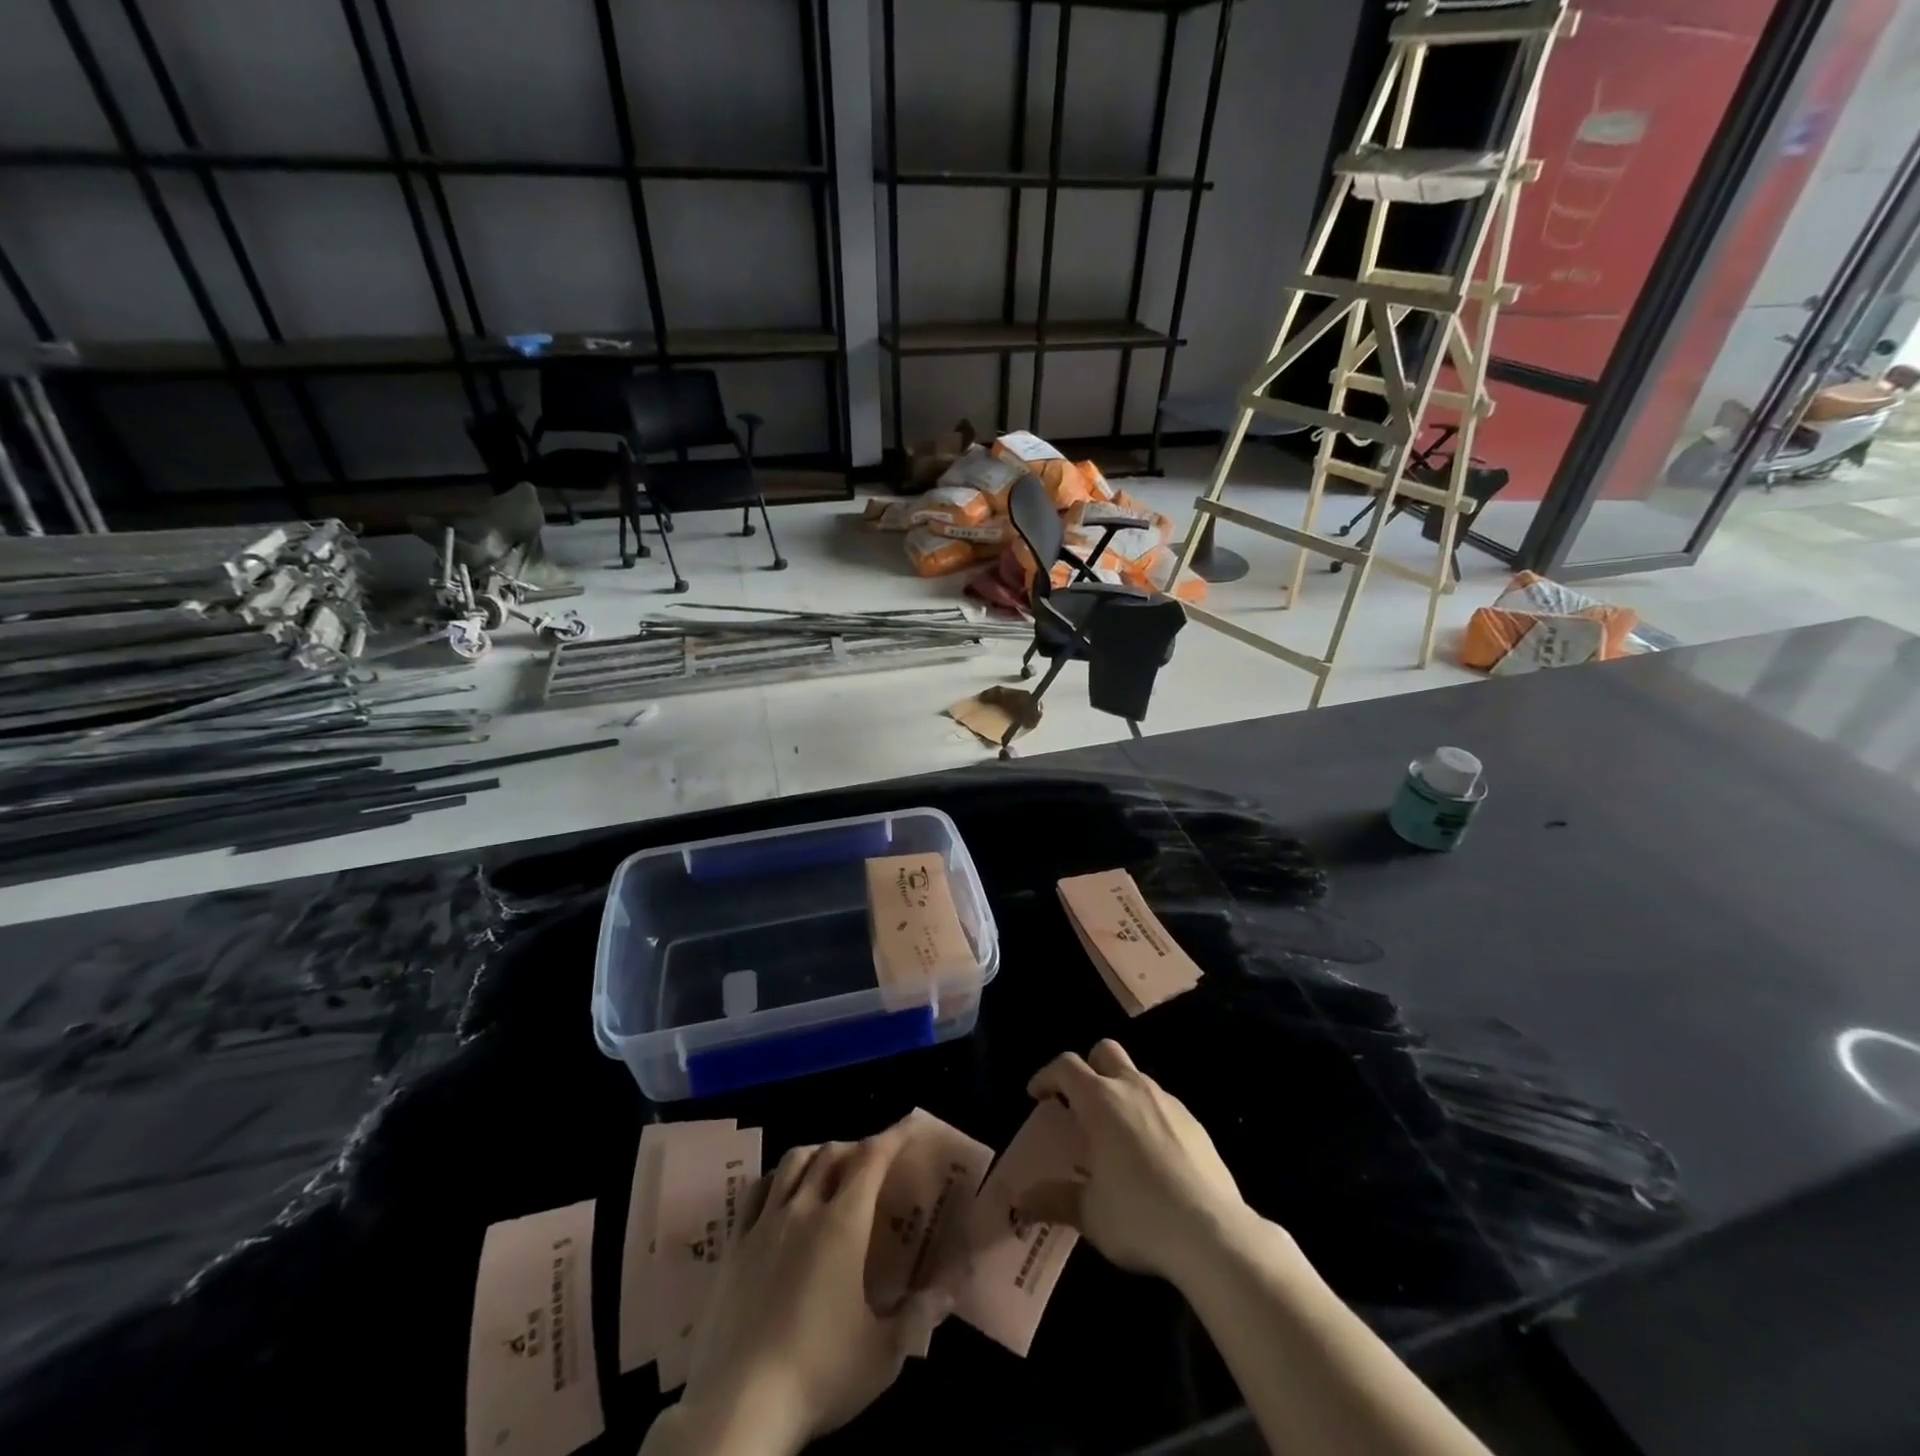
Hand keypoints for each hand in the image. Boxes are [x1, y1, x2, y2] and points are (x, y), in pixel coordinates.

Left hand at [666, 1126, 949, 1455]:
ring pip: (792, 1162)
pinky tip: (781, 1192)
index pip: (871, 1158)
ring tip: (828, 1169)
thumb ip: (920, 1317)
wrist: (738, 1408)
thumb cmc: (819, 1376)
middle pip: (831, 1153)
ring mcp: (764, 1224)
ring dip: (816, 1155)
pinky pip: (756, 1192)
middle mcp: (804, 1209)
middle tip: (871, 1162)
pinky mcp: (734, 1246)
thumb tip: (950, 1289)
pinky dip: (776, 1179)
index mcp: (843, 1223)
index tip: (909, 1126)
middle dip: (855, 1147)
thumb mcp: (883, 1356)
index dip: (893, 1136)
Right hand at [1016, 1040, 1250, 1283]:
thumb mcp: (1089, 1213)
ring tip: (1114, 1135)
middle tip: (1079, 1103)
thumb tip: (1020, 1204)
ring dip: (1119, 1093)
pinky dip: (1147, 1116)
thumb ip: (1053, 1200)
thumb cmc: (1138, 1215)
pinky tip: (1149, 1156)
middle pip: (1105, 1052)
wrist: (1212, 1233)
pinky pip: (1162, 1105)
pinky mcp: (1194, 1122)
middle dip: (1088, 1068)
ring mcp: (1168, 1102)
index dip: (1047, 1075)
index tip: (1037, 1095)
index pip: (1066, 1066)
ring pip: (1136, 1077)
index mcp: (1100, 1100)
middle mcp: (1132, 1088)